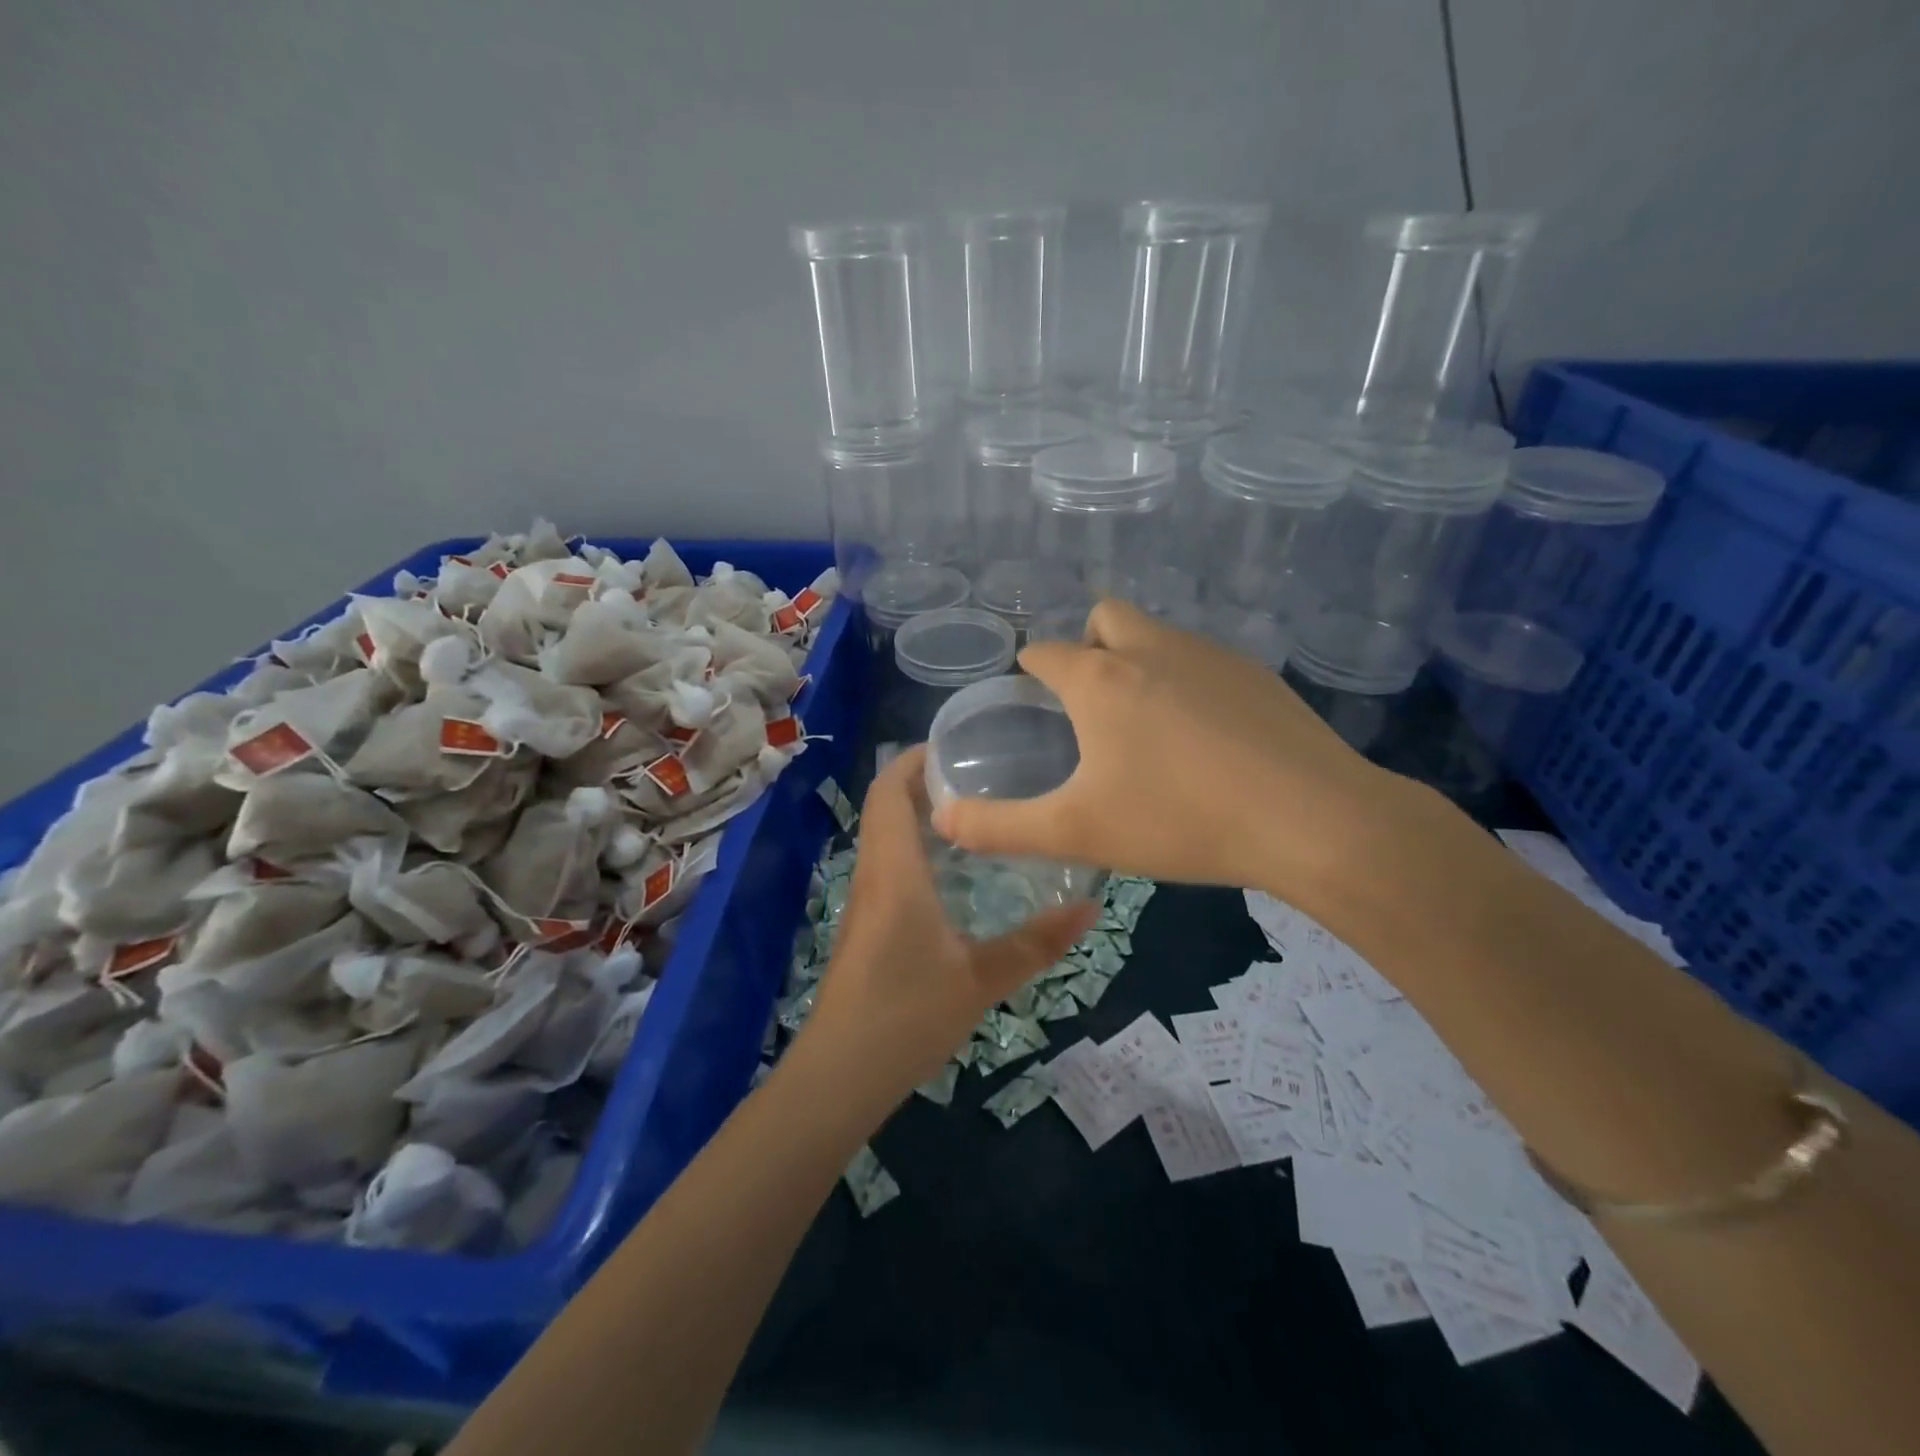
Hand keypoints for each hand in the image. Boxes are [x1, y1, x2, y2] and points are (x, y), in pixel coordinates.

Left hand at [801, 746, 1096, 1103]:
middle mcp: (874, 874)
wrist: (839, 1075)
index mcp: (894, 871)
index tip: (958, 744)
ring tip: (980, 812)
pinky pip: (890, 866)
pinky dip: (919, 849)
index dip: (915, 759)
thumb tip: (1091, 906)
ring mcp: (866, 901)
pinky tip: (958, 872)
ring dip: (922, 816)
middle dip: (927, 782)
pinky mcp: (868, 925)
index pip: (890, 791)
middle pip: (888, 807)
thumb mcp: (981, 980)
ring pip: (887, 837)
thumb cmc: (905, 1016)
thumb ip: (1036, 943)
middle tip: (984, 773)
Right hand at [930, 599, 1418, 910]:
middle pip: (1103, 619)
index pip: (1045, 653)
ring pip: (1157, 636)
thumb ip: (999, 827)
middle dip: (1088, 648)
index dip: (1031, 672)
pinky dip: (1188, 683)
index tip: (1032, 702)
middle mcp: (1151, 648)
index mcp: (1099, 678)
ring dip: (1139, 662)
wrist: (1310, 820)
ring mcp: (1210, 655)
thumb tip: (942, 819)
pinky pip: (1203, 661)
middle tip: (1092, 710)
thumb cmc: (1179, 819)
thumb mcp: (1076, 831)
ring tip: (1147, 728)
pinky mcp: (1256, 674)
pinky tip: (1206, 739)